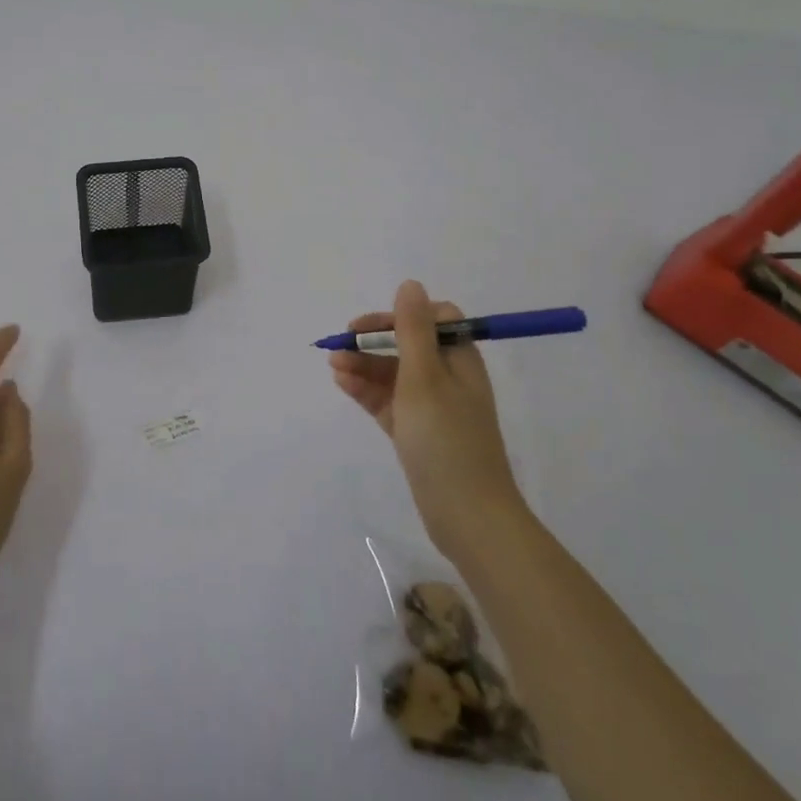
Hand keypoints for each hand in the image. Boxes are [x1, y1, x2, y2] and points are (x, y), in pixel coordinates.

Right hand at [329, 280, 524, 559]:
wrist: (467, 516)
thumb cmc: (446, 439)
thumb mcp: (425, 377)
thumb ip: (413, 330)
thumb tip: (410, 284)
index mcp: (459, 360)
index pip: (432, 319)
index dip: (399, 316)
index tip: (368, 326)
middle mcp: (448, 378)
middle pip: (408, 345)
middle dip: (373, 341)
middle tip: (339, 345)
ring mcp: (432, 407)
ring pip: (394, 374)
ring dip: (365, 365)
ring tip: (333, 365)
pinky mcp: (417, 432)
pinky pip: (389, 401)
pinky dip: (367, 390)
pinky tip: (343, 383)